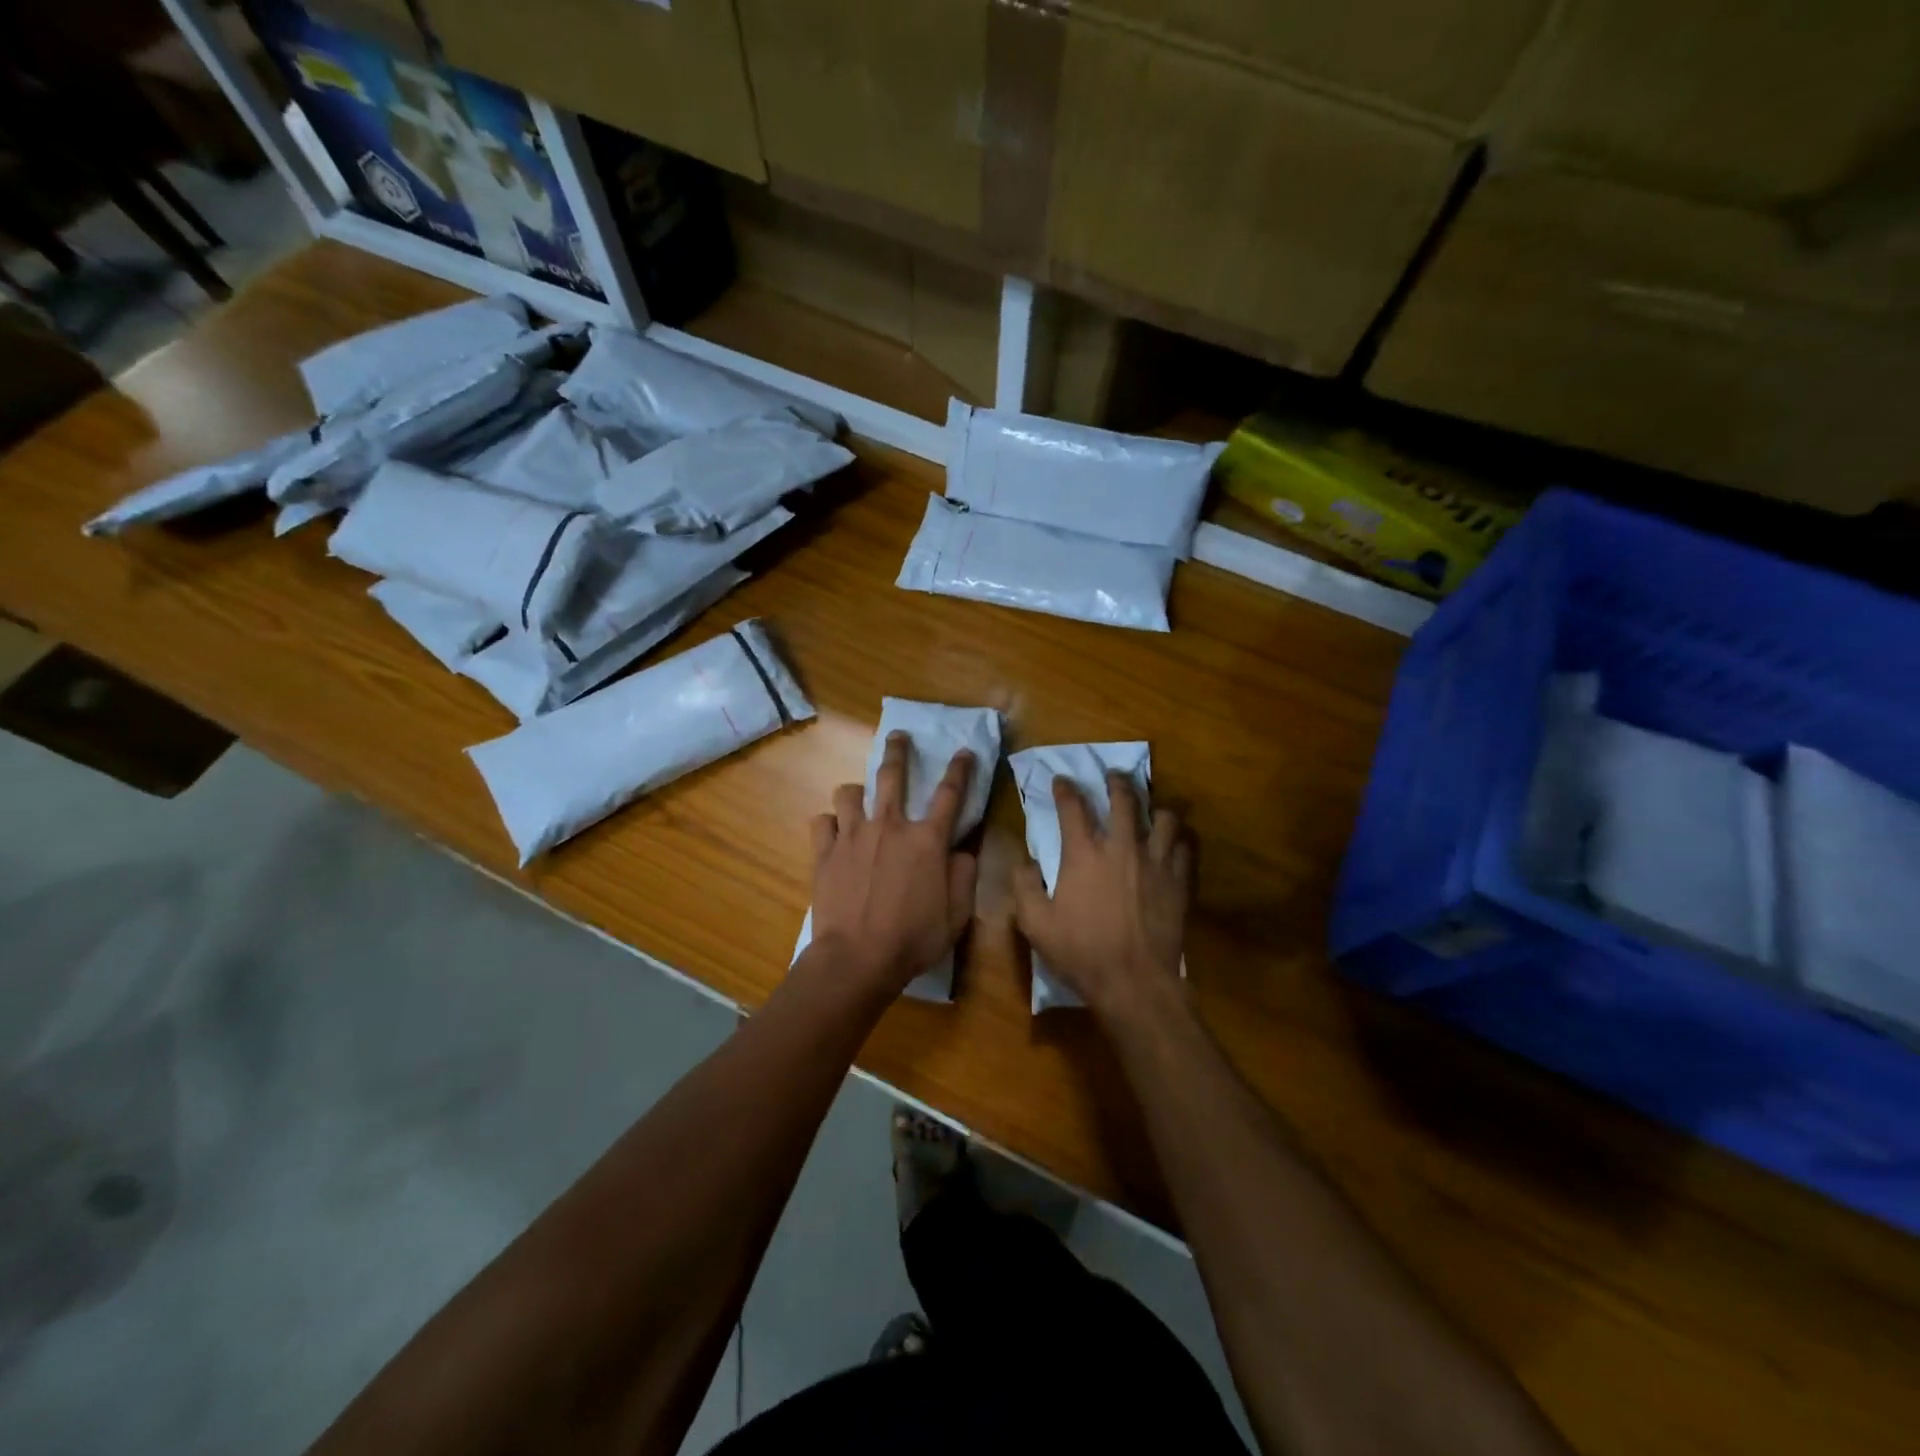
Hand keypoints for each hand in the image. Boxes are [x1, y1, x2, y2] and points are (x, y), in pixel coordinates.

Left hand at [807, 732, 978, 993]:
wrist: (857, 958)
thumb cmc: (913, 938)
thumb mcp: (956, 913)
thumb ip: (964, 876)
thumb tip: (962, 852)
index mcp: (926, 840)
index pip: (950, 794)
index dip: (960, 769)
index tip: (964, 751)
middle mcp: (889, 826)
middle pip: (892, 776)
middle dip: (897, 751)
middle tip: (898, 736)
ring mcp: (852, 836)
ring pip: (848, 793)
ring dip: (855, 791)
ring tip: (857, 797)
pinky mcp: (824, 852)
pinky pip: (822, 822)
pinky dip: (829, 823)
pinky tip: (833, 832)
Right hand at [1012, 771, 1191, 1018]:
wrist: (1134, 982)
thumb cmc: (1081, 952)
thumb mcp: (1035, 924)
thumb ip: (1024, 886)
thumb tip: (1025, 862)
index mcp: (1084, 854)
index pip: (1073, 807)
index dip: (1065, 789)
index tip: (1061, 780)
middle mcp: (1122, 847)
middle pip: (1124, 800)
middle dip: (1117, 782)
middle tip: (1113, 776)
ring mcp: (1155, 862)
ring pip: (1163, 818)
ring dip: (1155, 808)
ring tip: (1151, 810)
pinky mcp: (1179, 881)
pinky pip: (1185, 847)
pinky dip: (1179, 839)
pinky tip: (1175, 843)